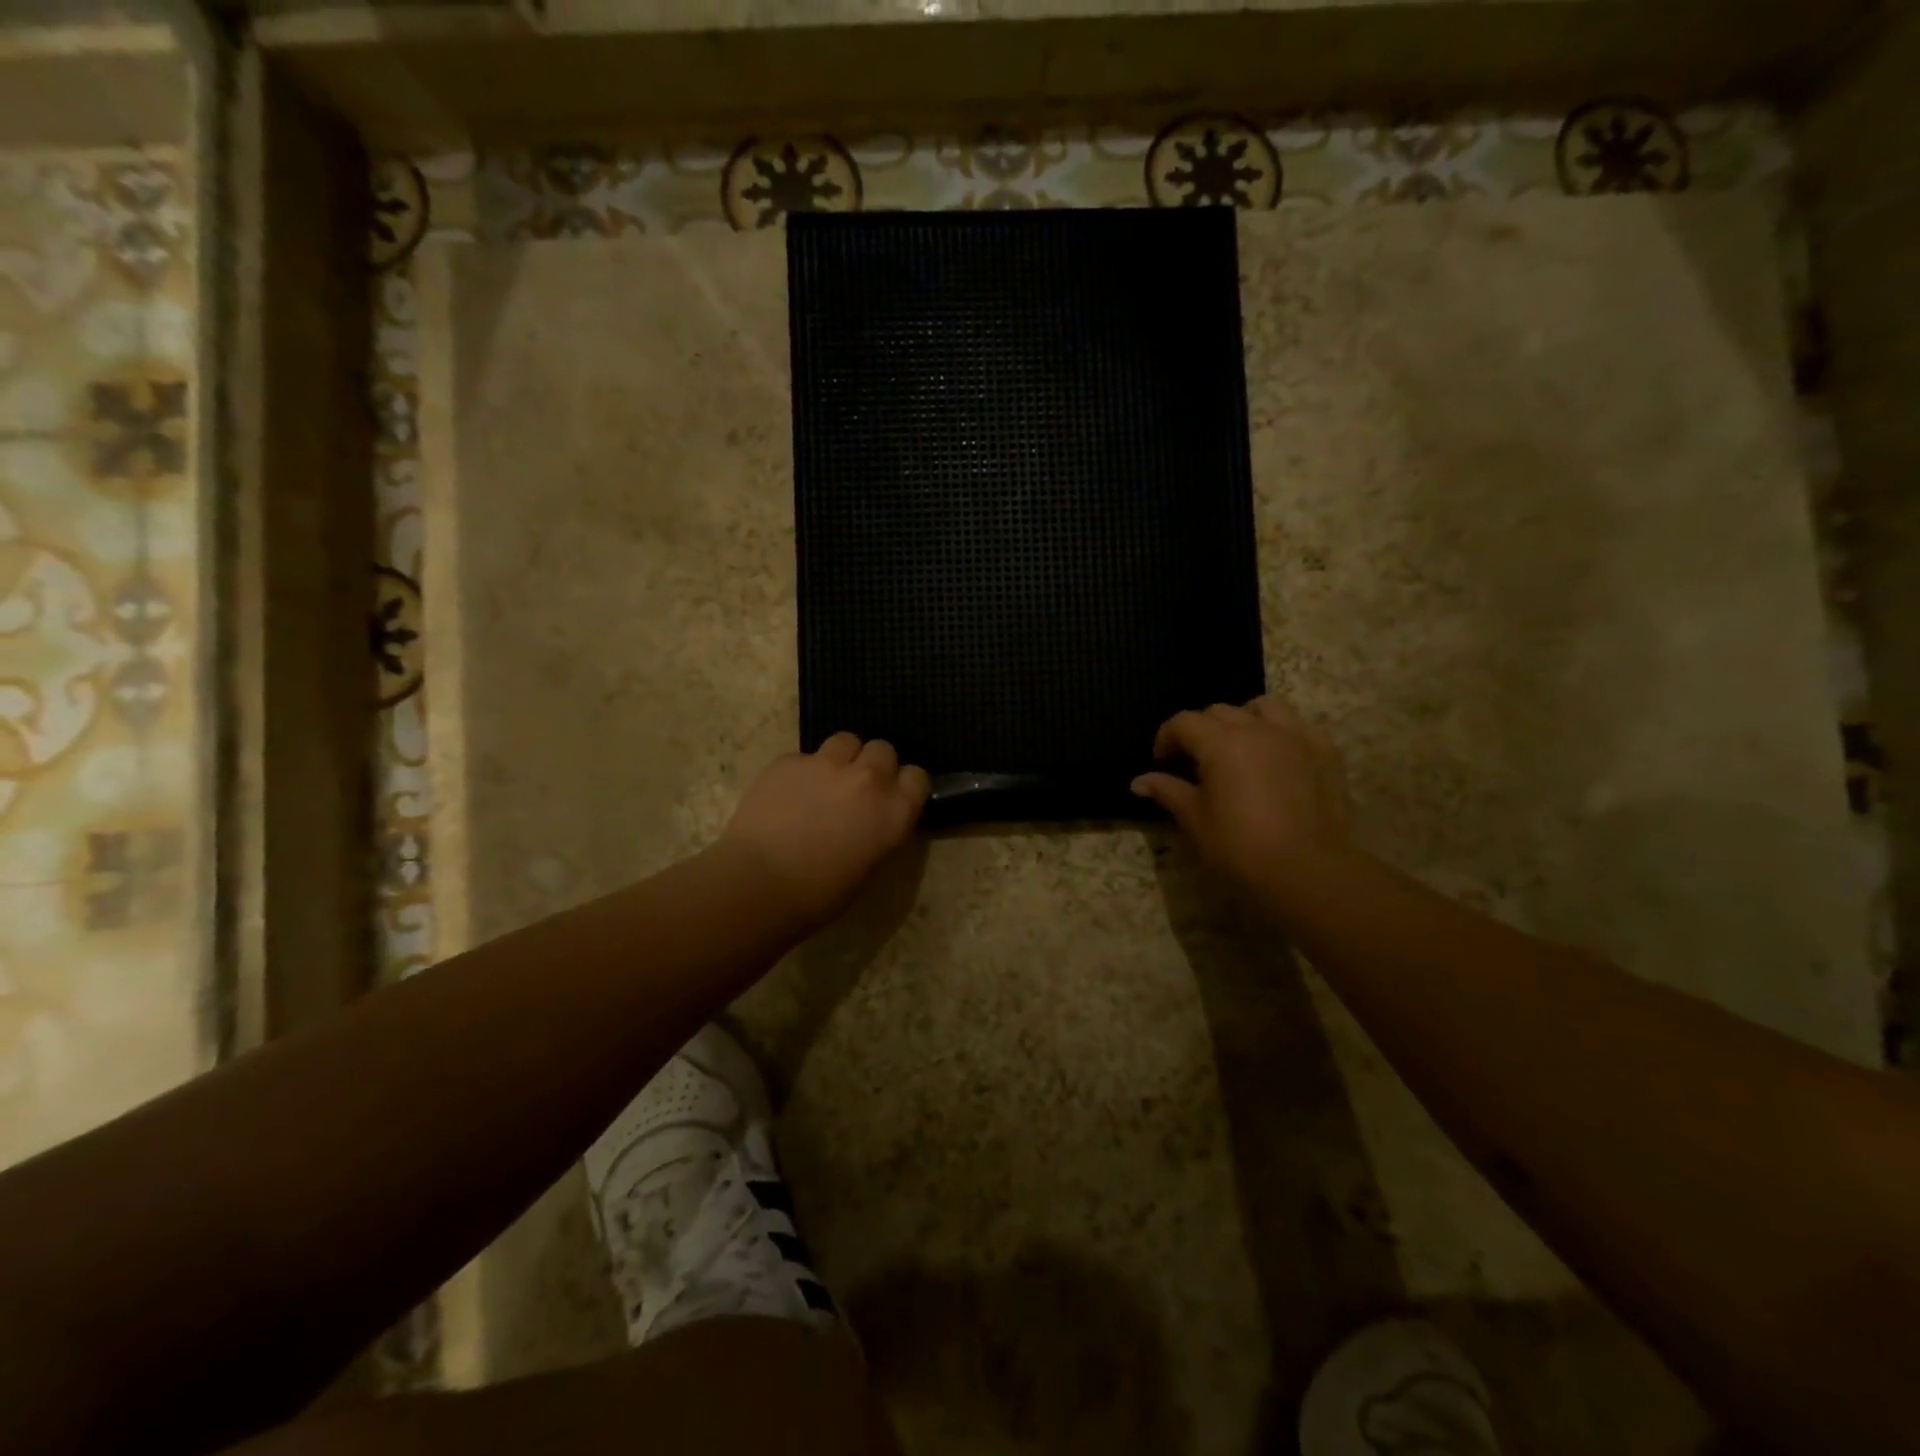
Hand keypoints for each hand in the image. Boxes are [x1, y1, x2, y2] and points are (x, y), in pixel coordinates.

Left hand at [720, 733, 930, 931]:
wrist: (759, 884)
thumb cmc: (820, 894)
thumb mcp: (869, 865)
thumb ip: (879, 829)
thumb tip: (871, 819)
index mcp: (895, 811)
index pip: (917, 777)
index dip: (904, 785)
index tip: (892, 797)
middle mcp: (868, 778)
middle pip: (883, 749)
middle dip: (873, 764)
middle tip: (857, 788)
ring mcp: (827, 764)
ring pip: (845, 740)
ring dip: (841, 758)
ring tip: (824, 781)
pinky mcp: (789, 761)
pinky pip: (804, 756)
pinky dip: (801, 771)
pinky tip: (786, 795)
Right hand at [1131, 696, 1351, 890]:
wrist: (1307, 871)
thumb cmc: (1240, 847)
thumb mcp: (1195, 820)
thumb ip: (1168, 791)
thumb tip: (1139, 781)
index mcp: (1221, 743)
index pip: (1183, 722)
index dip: (1166, 738)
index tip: (1162, 762)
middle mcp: (1257, 729)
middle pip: (1220, 712)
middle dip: (1201, 730)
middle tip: (1195, 760)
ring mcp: (1296, 737)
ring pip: (1264, 707)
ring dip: (1244, 719)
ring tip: (1239, 746)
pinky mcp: (1325, 752)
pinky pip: (1299, 726)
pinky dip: (1282, 732)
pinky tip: (1278, 756)